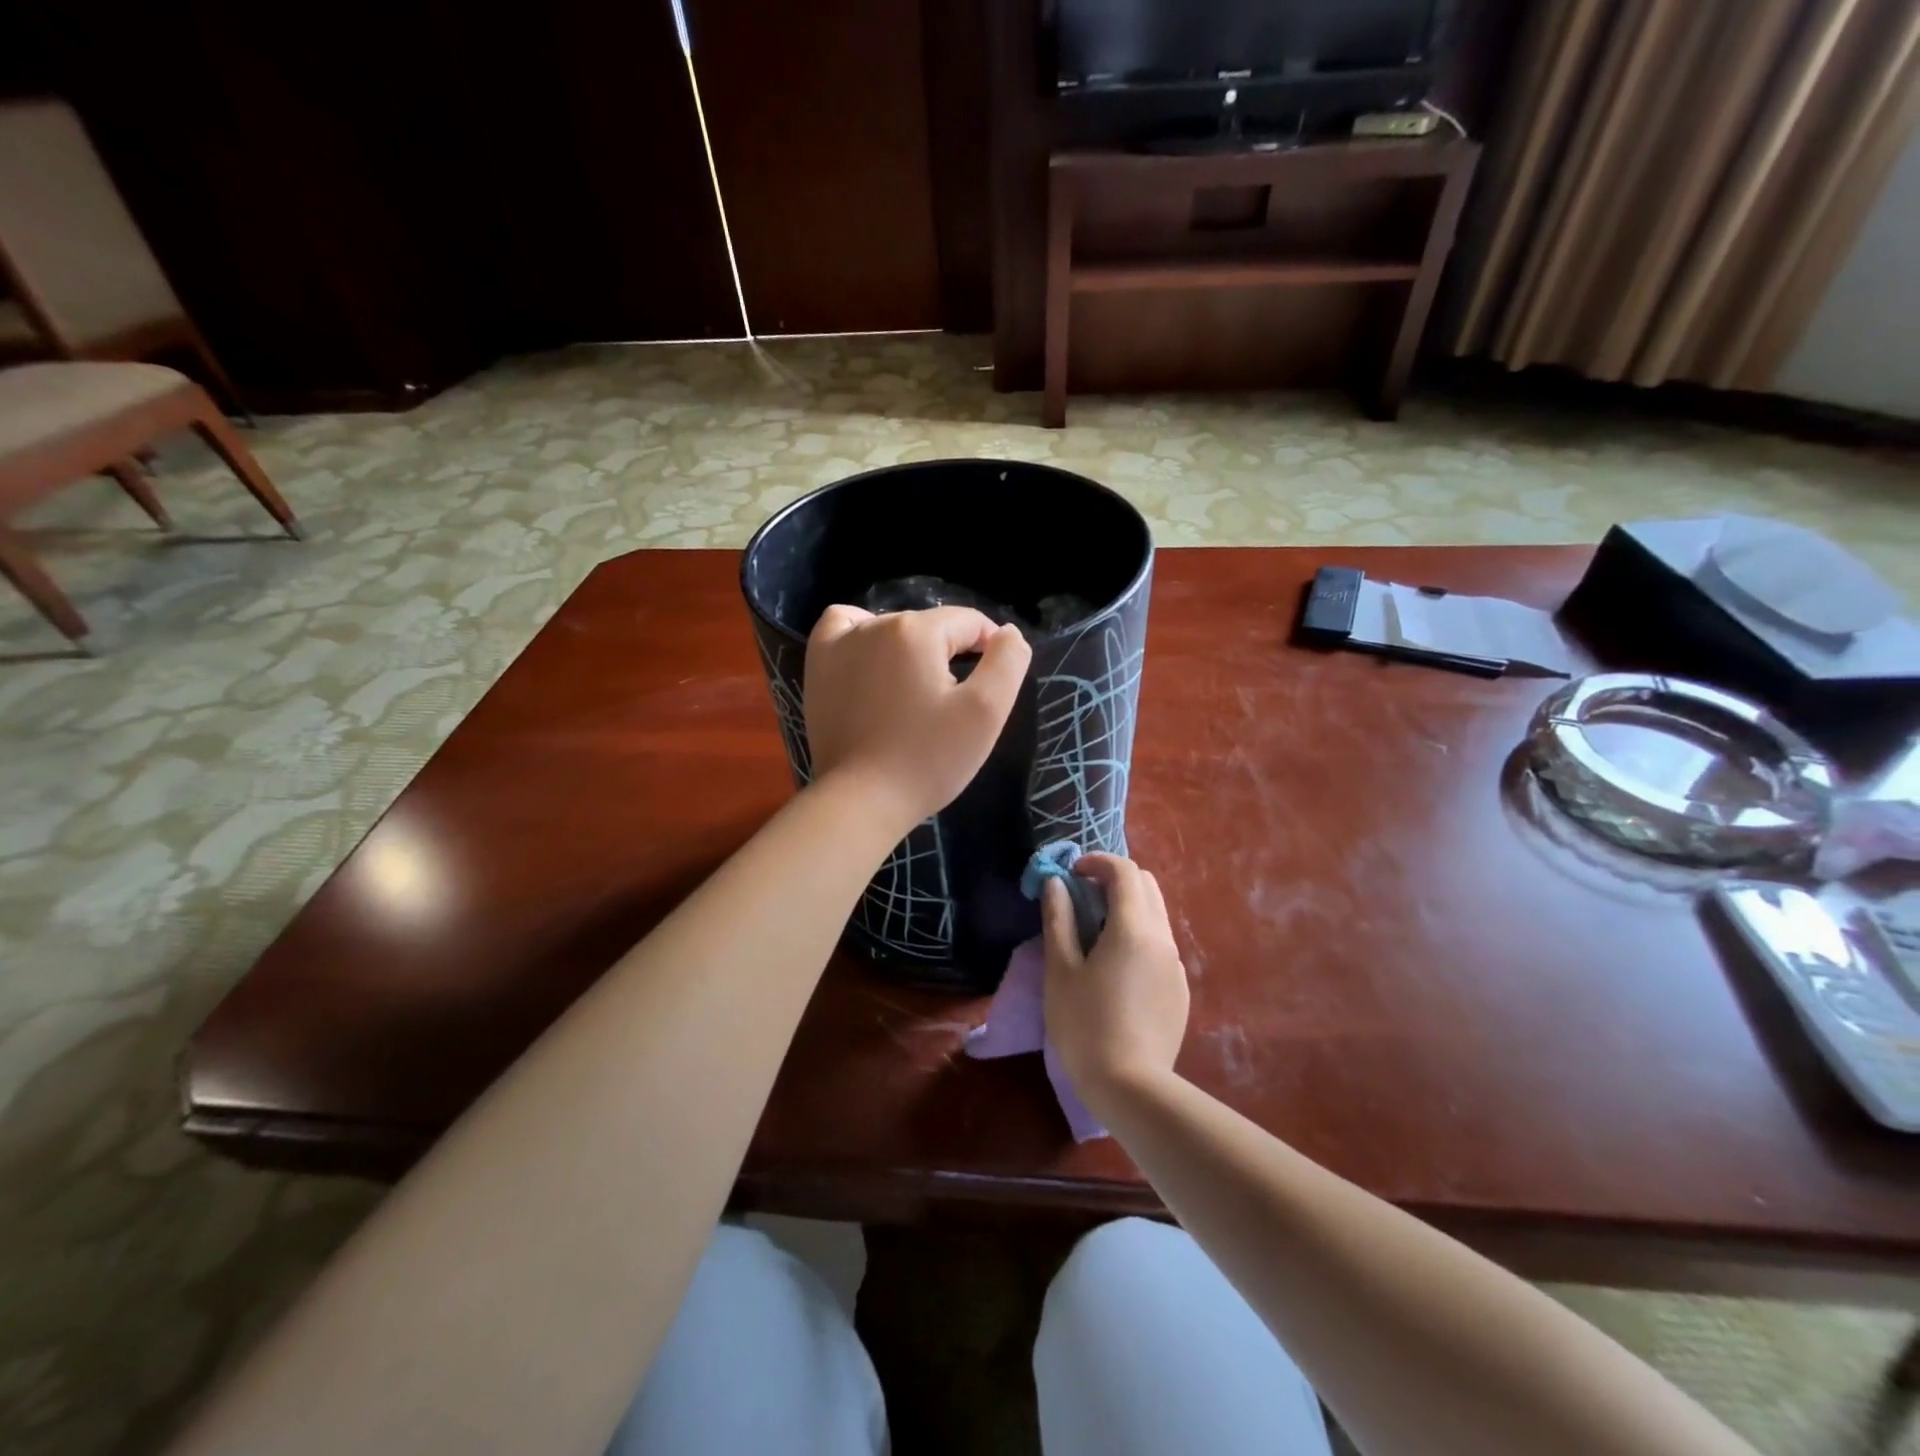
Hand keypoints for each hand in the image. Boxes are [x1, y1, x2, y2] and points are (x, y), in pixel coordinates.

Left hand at [804, 604, 1030, 830]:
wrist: (862, 800)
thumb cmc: (928, 758)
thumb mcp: (986, 712)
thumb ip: (1007, 662)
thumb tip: (1008, 632)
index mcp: (917, 631)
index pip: (968, 622)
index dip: (989, 647)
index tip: (991, 684)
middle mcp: (875, 625)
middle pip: (930, 626)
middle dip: (950, 654)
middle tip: (952, 704)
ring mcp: (839, 643)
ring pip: (892, 628)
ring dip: (912, 649)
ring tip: (917, 690)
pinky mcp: (818, 666)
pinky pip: (841, 626)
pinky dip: (861, 634)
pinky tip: (872, 657)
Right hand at [1041, 854, 1189, 1106]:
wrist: (1131, 1088)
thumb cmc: (1085, 1024)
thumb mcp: (1060, 969)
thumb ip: (1058, 919)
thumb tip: (1056, 884)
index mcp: (1133, 928)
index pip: (1124, 871)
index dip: (1097, 862)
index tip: (1072, 873)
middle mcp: (1163, 938)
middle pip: (1146, 886)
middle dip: (1115, 880)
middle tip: (1082, 898)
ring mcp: (1176, 965)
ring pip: (1156, 915)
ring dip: (1127, 908)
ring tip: (1095, 933)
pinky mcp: (1180, 990)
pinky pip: (1160, 946)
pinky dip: (1138, 936)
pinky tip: (1116, 969)